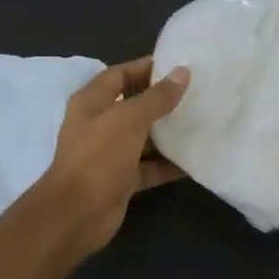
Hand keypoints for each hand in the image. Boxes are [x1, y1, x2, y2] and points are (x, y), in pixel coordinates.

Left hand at [32, 58, 188, 257]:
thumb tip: (182, 73)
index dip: (146, 67)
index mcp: (92, 102)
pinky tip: (194, 160)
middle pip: (133, 105)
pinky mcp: (121, 179)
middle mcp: (98, 124)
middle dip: (161, 100)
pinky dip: (168, 165)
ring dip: (167, 133)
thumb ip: (156, 97)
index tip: (178, 65)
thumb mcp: (129, 120)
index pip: (120, 74)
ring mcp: (109, 154)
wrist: (77, 213)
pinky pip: (148, 167)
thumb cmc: (98, 157)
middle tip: (196, 92)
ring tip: (201, 122)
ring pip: (143, 137)